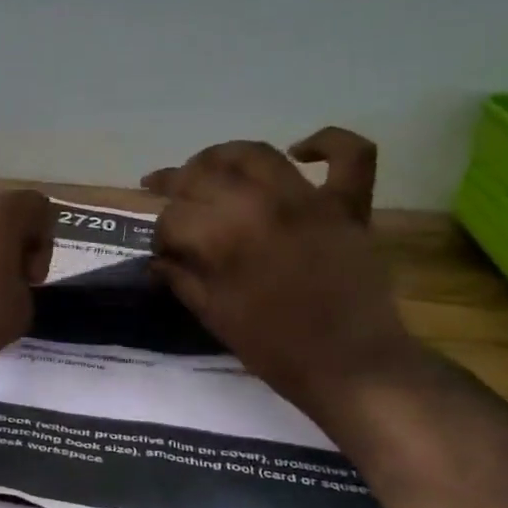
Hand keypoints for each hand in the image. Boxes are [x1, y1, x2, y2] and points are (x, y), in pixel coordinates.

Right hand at [143, 129, 418, 418]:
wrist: (349, 365)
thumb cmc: (275, 349)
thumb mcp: (215, 317)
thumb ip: (182, 280)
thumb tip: (158, 260)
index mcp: (224, 238)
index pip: (174, 218)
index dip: (160, 234)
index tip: (161, 253)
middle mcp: (261, 204)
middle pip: (205, 175)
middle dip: (175, 184)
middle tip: (164, 195)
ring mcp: (309, 200)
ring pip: (257, 153)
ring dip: (223, 155)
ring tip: (208, 167)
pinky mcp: (348, 205)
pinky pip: (348, 155)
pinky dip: (326, 142)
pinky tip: (300, 150)